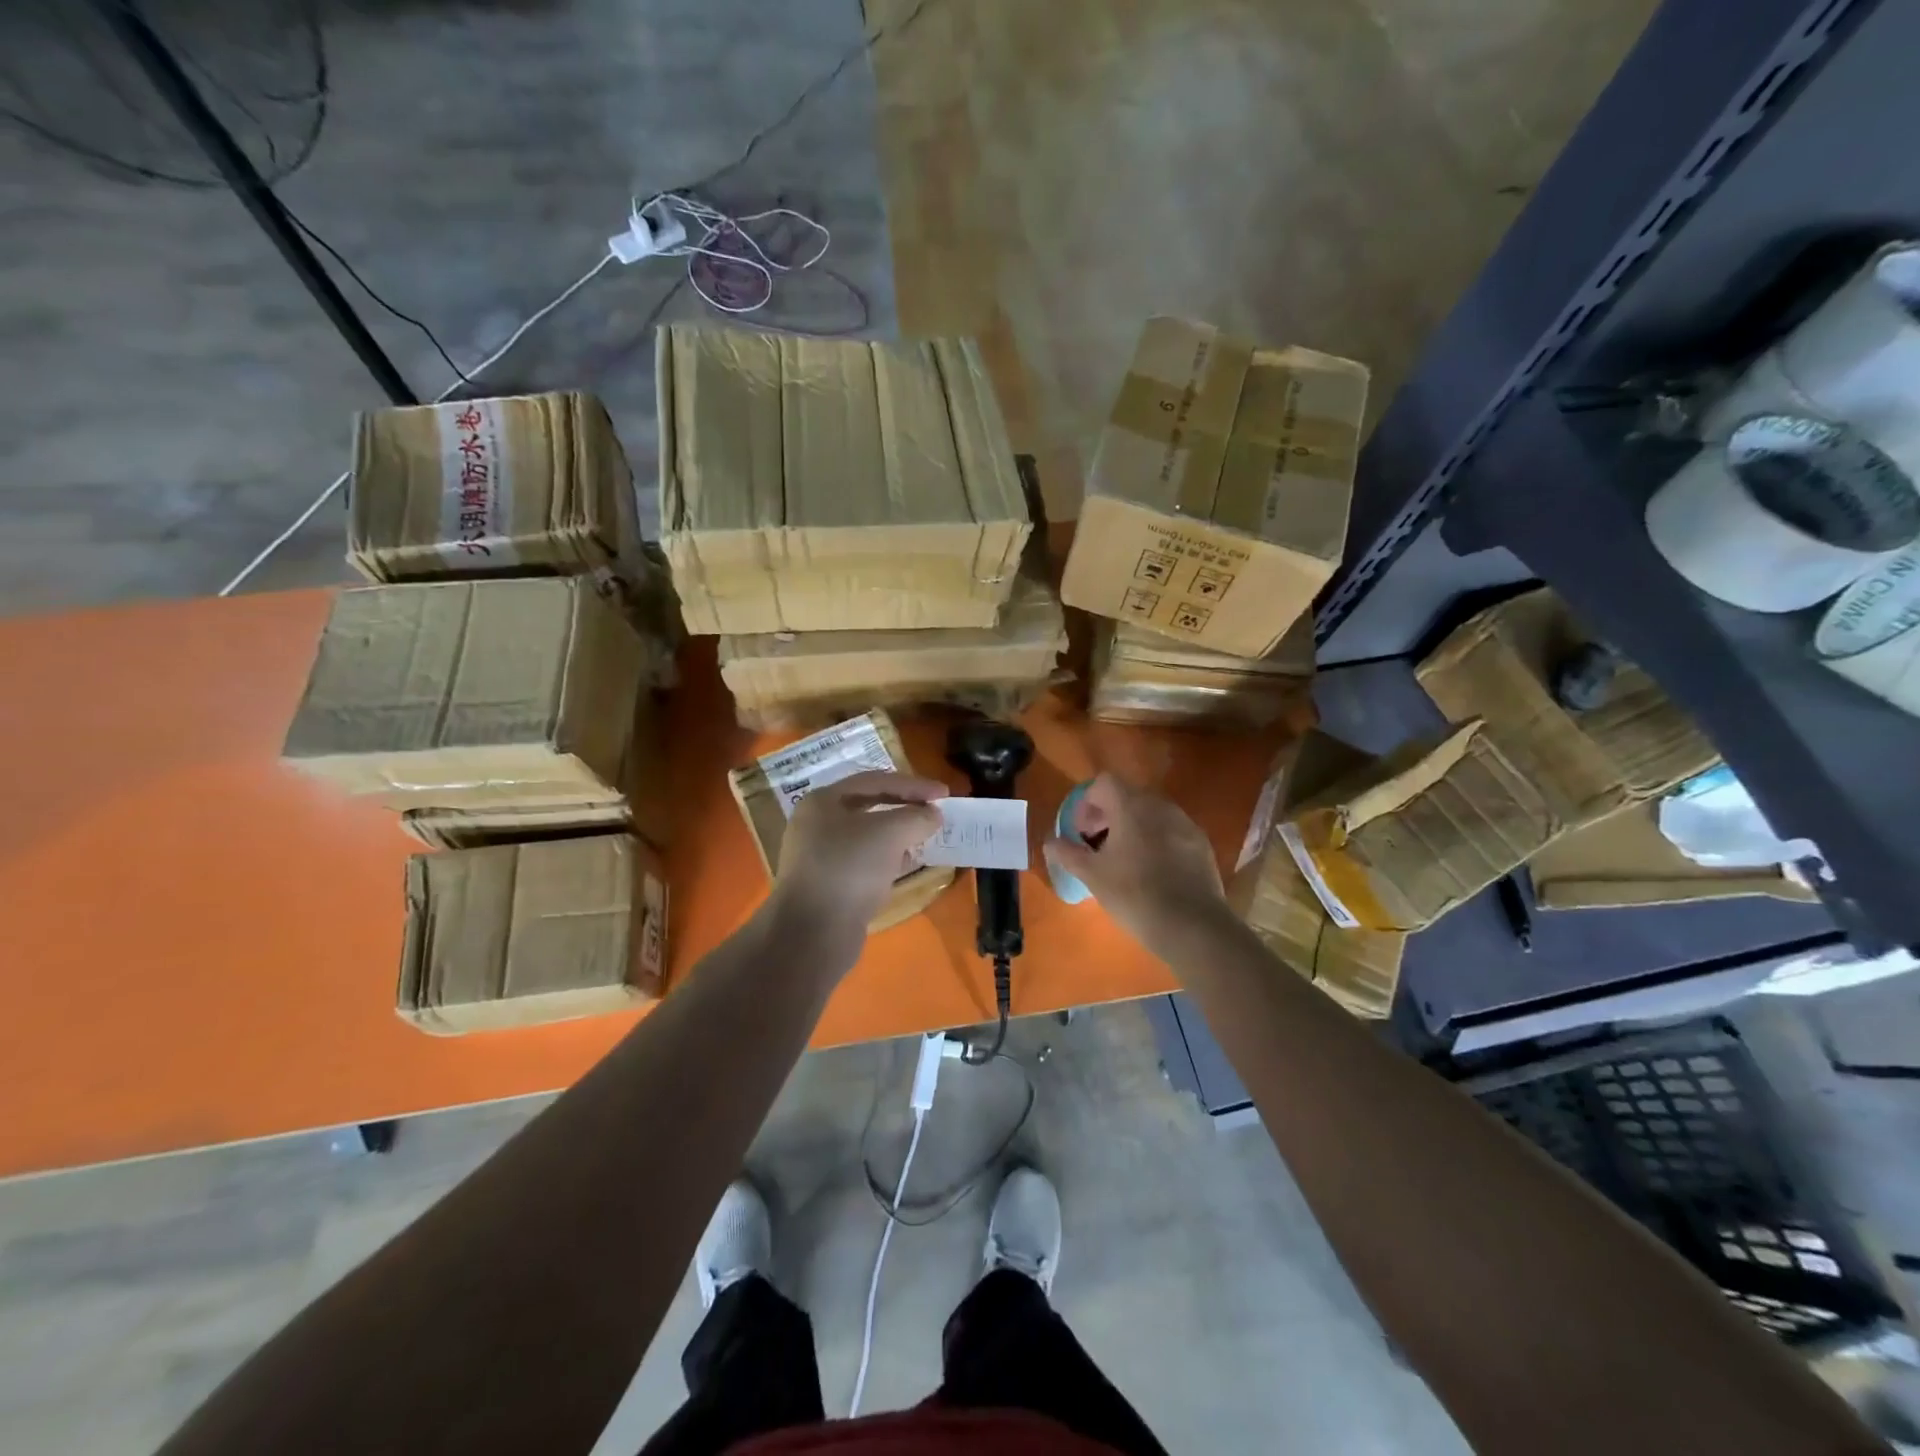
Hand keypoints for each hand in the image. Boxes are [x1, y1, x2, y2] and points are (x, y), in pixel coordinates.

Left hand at [767, 770, 944, 971]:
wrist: (813, 933)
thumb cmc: (849, 868)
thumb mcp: (889, 833)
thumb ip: (916, 817)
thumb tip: (934, 815)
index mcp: (824, 801)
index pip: (875, 781)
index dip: (913, 784)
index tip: (945, 793)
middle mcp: (819, 824)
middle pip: (871, 806)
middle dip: (906, 808)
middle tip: (936, 812)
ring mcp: (822, 856)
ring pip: (870, 836)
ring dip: (901, 835)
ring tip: (930, 837)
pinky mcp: (832, 884)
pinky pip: (867, 862)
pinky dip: (892, 859)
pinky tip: (913, 864)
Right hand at [1044, 773, 1230, 955]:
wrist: (1192, 926)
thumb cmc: (1134, 894)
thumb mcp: (1091, 875)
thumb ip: (1067, 852)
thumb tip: (1050, 840)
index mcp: (1131, 806)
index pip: (1103, 783)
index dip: (1087, 803)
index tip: (1081, 832)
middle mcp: (1160, 806)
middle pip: (1128, 796)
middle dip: (1108, 816)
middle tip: (1097, 846)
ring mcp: (1185, 824)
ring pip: (1151, 814)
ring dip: (1133, 828)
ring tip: (1124, 861)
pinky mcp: (1201, 844)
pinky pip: (1171, 831)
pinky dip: (1156, 841)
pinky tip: (1153, 873)